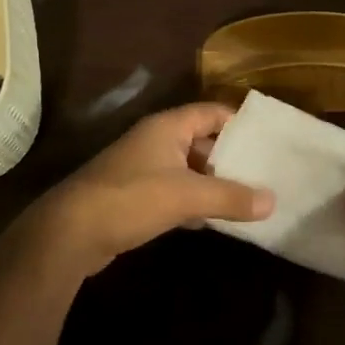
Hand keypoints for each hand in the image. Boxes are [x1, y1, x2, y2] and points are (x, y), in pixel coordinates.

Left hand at [15, 103, 272, 276]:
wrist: (70, 232)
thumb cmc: (132, 198)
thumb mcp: (187, 195)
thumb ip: (231, 197)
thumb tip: (273, 201)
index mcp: (168, 127)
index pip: (212, 112)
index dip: (240, 123)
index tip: (269, 140)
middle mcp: (156, 141)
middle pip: (203, 140)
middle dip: (231, 158)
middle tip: (266, 174)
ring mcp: (144, 168)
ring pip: (189, 169)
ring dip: (214, 183)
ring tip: (250, 198)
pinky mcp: (136, 196)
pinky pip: (175, 191)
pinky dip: (195, 202)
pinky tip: (215, 220)